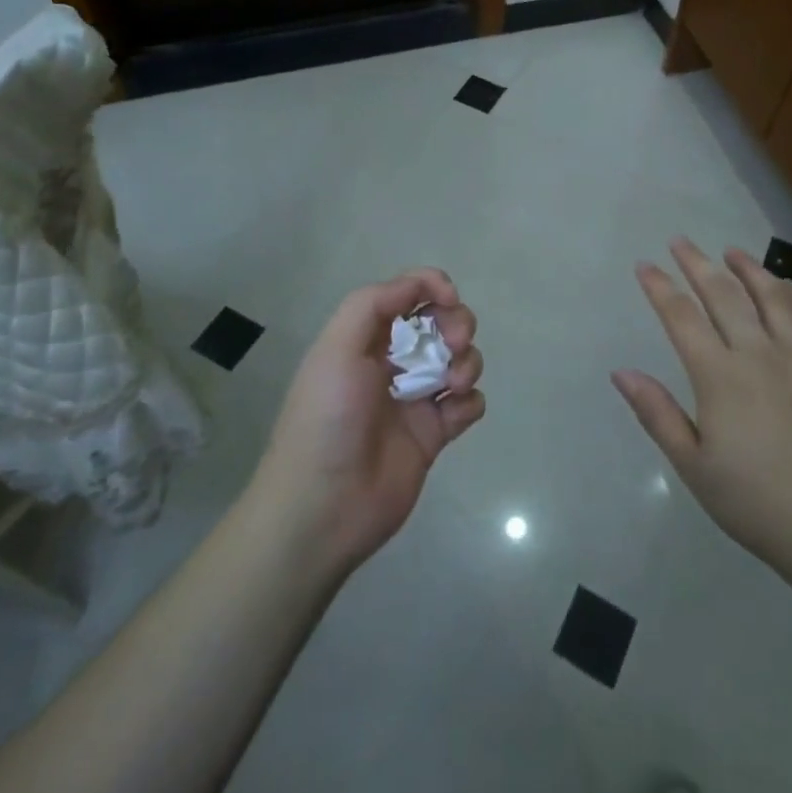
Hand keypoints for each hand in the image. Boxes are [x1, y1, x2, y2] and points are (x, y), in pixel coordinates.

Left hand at [250, 268, 484, 574]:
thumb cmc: (326, 419)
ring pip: (459, 360)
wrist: (322, 508)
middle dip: (456, 322)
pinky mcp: (433, 435)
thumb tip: (420, 284)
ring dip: (466, 361)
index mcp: (365, 338)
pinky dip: (470, 401)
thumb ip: (373, 304)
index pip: (407, 294)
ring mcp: (415, 399)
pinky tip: (453, 413)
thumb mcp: (335, 348)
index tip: (448, 298)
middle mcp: (391, 363)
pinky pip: (468, 405)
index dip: (432, 286)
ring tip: (453, 384)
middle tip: (453, 342)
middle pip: (440, 322)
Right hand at [613, 239, 791, 585]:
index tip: (644, 266)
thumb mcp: (696, 468)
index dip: (660, 287)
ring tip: (733, 251)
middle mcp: (760, 354)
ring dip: (749, 268)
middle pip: (724, 295)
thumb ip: (658, 414)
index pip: (682, 317)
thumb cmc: (760, 505)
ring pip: (773, 297)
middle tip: (680, 241)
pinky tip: (789, 286)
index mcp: (721, 376)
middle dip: (697, 264)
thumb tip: (621, 372)